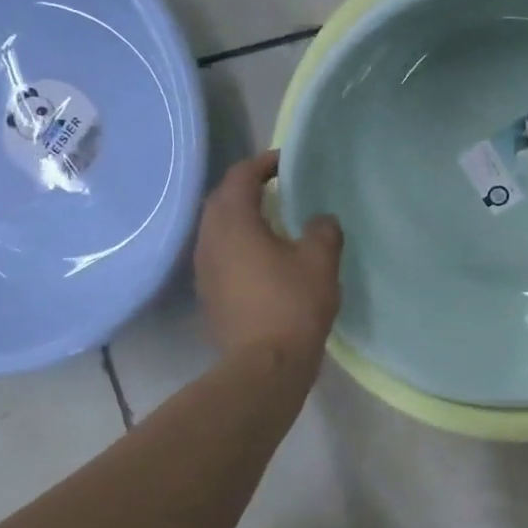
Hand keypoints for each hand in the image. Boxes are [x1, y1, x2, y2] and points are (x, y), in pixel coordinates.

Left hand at [194, 150, 342, 366]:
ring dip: (242, 218)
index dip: (263, 163)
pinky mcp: (209, 293)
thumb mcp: (320, 261)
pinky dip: (239, 244)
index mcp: (233, 223)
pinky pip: (221, 254)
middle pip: (222, 200)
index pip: (240, 177)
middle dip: (248, 188)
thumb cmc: (293, 305)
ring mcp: (204, 269)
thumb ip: (323, 230)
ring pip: (218, 229)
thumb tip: (320, 220)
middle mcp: (209, 240)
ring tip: (273, 221)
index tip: (287, 163)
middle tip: (279, 188)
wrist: (265, 365)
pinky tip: (263, 257)